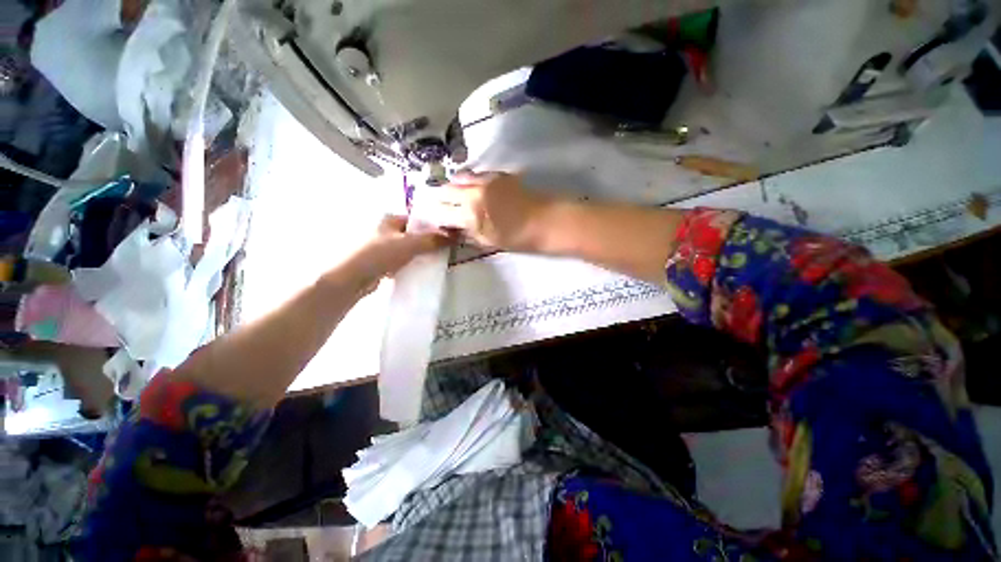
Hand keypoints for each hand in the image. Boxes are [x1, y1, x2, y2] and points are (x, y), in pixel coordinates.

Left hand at [349, 215, 450, 291]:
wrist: (352, 278)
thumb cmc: (379, 253)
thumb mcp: (410, 243)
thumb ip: (433, 240)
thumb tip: (455, 235)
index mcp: (390, 219)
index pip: (417, 219)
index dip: (433, 225)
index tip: (448, 234)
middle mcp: (385, 230)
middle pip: (413, 234)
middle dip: (428, 241)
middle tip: (446, 248)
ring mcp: (382, 247)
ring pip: (408, 249)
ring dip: (420, 254)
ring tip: (438, 259)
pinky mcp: (381, 263)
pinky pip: (402, 261)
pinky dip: (411, 264)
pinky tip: (421, 269)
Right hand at [438, 172, 550, 251]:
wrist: (547, 221)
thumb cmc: (519, 238)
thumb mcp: (489, 242)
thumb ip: (468, 233)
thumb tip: (453, 228)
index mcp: (471, 213)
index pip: (441, 211)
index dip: (432, 215)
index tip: (429, 218)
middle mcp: (473, 192)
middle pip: (445, 189)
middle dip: (438, 197)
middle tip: (438, 205)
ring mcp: (486, 179)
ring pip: (459, 177)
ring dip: (452, 186)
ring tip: (452, 194)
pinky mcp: (498, 173)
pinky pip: (475, 173)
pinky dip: (468, 180)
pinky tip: (471, 187)